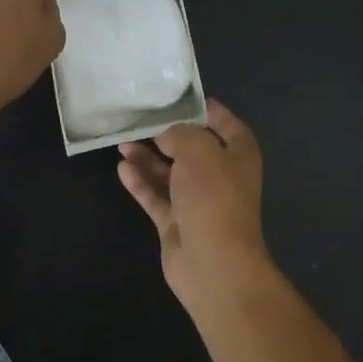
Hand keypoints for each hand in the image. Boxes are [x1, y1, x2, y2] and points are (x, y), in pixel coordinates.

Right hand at [118, 101, 277, 309]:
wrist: (213, 263)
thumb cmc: (214, 197)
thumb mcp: (199, 150)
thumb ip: (180, 134)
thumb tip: (166, 136)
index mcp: (239, 157)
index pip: (228, 126)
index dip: (211, 111)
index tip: (185, 98)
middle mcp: (221, 178)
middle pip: (193, 150)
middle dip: (168, 135)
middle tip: (141, 120)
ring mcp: (197, 203)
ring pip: (170, 174)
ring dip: (148, 158)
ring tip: (122, 142)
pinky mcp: (176, 224)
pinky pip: (156, 197)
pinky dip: (141, 183)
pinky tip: (122, 168)